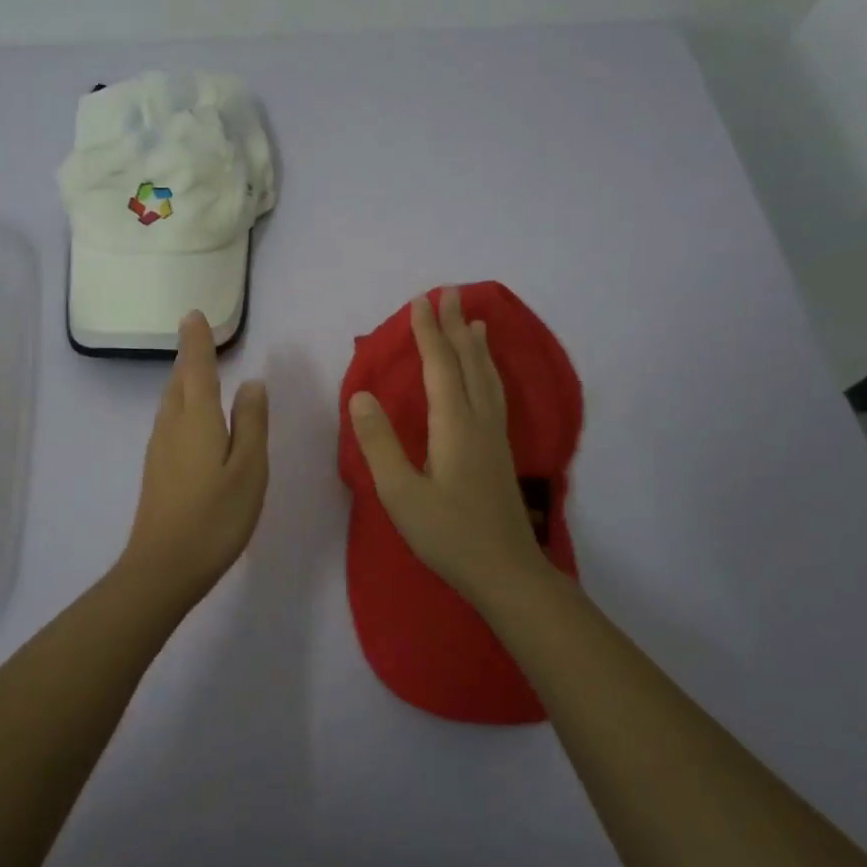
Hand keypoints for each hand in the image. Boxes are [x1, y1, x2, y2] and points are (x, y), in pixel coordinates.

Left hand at [118, 311, 269, 601]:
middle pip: (179, 381)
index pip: (196, 367)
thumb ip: (251, 423)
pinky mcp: (156, 469)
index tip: (193, 314)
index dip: (196, 340)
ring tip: (199, 372)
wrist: (164, 567)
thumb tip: (251, 383)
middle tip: (199, 339)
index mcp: (196, 418)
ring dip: (184, 381)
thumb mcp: (248, 469)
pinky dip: (182, 406)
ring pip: (171, 402)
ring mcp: (159, 448)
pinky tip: (194, 420)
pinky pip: (170, 421)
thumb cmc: (215, 517)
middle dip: (188, 357)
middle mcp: (172, 425)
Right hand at [347, 288, 547, 600]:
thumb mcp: (400, 494)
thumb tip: (361, 396)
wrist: (505, 573)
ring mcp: (495, 436)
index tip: (420, 301)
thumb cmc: (448, 535)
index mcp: (454, 426)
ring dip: (477, 345)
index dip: (428, 333)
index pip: (440, 367)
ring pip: (488, 377)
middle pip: (469, 363)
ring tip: (476, 321)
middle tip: (450, 293)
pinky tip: (487, 376)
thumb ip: (379, 444)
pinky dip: (488, 371)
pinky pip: (495, 393)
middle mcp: (479, 421)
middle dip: (456, 326)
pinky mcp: (500, 452)